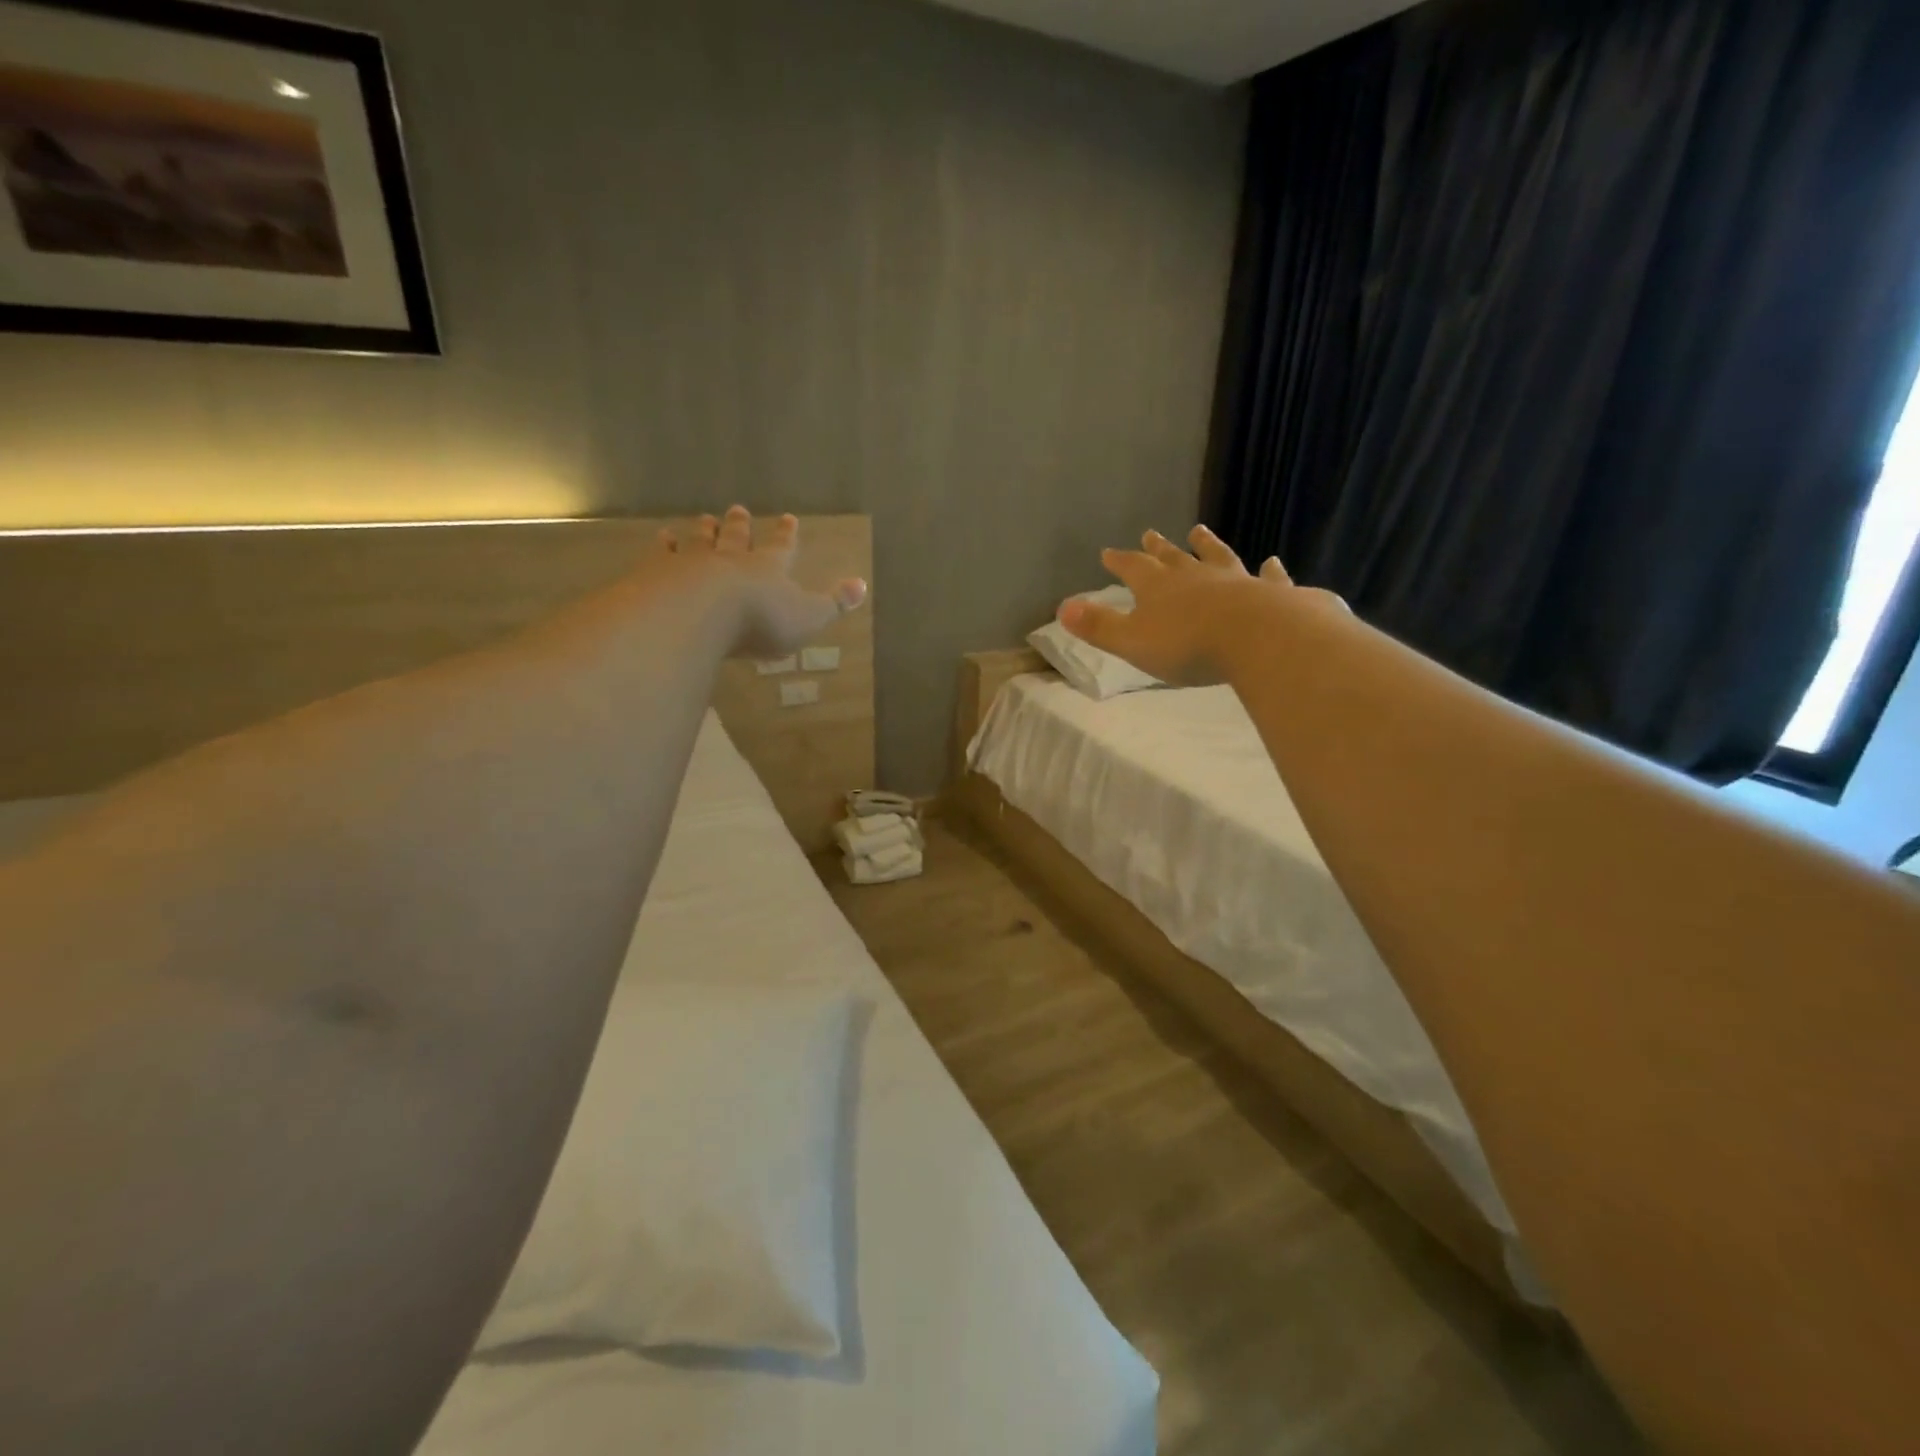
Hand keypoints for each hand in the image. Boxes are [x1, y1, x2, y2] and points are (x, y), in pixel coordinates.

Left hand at [656, 506, 866, 659]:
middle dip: (740, 525)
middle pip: (736, 537)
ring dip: (704, 531)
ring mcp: (693, 563)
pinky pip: (664, 554)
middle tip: (738, 509)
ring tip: (703, 519)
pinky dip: (665, 545)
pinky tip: (662, 539)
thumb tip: (862, 584)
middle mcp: (731, 559)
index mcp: (768, 569)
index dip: (785, 536)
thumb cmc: (759, 620)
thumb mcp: (808, 617)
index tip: (788, 518)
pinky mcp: (660, 573)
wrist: (698, 613)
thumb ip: (834, 603)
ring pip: (701, 541)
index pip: (781, 548)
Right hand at [1059, 525, 1296, 686]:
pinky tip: (1272, 562)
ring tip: (1200, 531)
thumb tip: (1062, 608)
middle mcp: (1195, 576)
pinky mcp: (1271, 594)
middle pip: (1173, 557)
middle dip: (1158, 548)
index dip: (1119, 561)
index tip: (1108, 552)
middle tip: (1150, 534)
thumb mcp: (1131, 641)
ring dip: (1207, 545)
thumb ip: (1098, 626)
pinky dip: (1269, 571)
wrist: (1257, 638)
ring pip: (1217, 558)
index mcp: (1159, 587)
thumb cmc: (1187, 645)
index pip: (1133, 568)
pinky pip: (1268, 578)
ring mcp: (1235, 581)